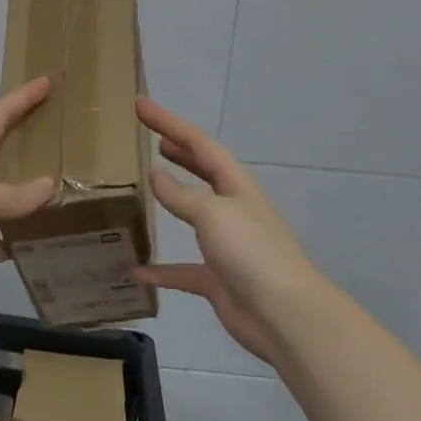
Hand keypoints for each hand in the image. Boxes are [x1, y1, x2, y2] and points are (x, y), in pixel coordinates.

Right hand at [134, 97, 327, 366]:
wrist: (284, 315)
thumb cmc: (252, 253)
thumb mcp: (213, 214)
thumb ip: (182, 195)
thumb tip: (156, 175)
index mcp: (236, 186)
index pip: (198, 143)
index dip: (169, 122)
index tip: (139, 105)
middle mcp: (232, 209)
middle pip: (202, 171)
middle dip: (177, 150)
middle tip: (150, 135)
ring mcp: (226, 245)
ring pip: (193, 214)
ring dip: (171, 199)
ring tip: (146, 184)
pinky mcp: (218, 279)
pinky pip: (182, 270)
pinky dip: (161, 269)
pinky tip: (136, 271)